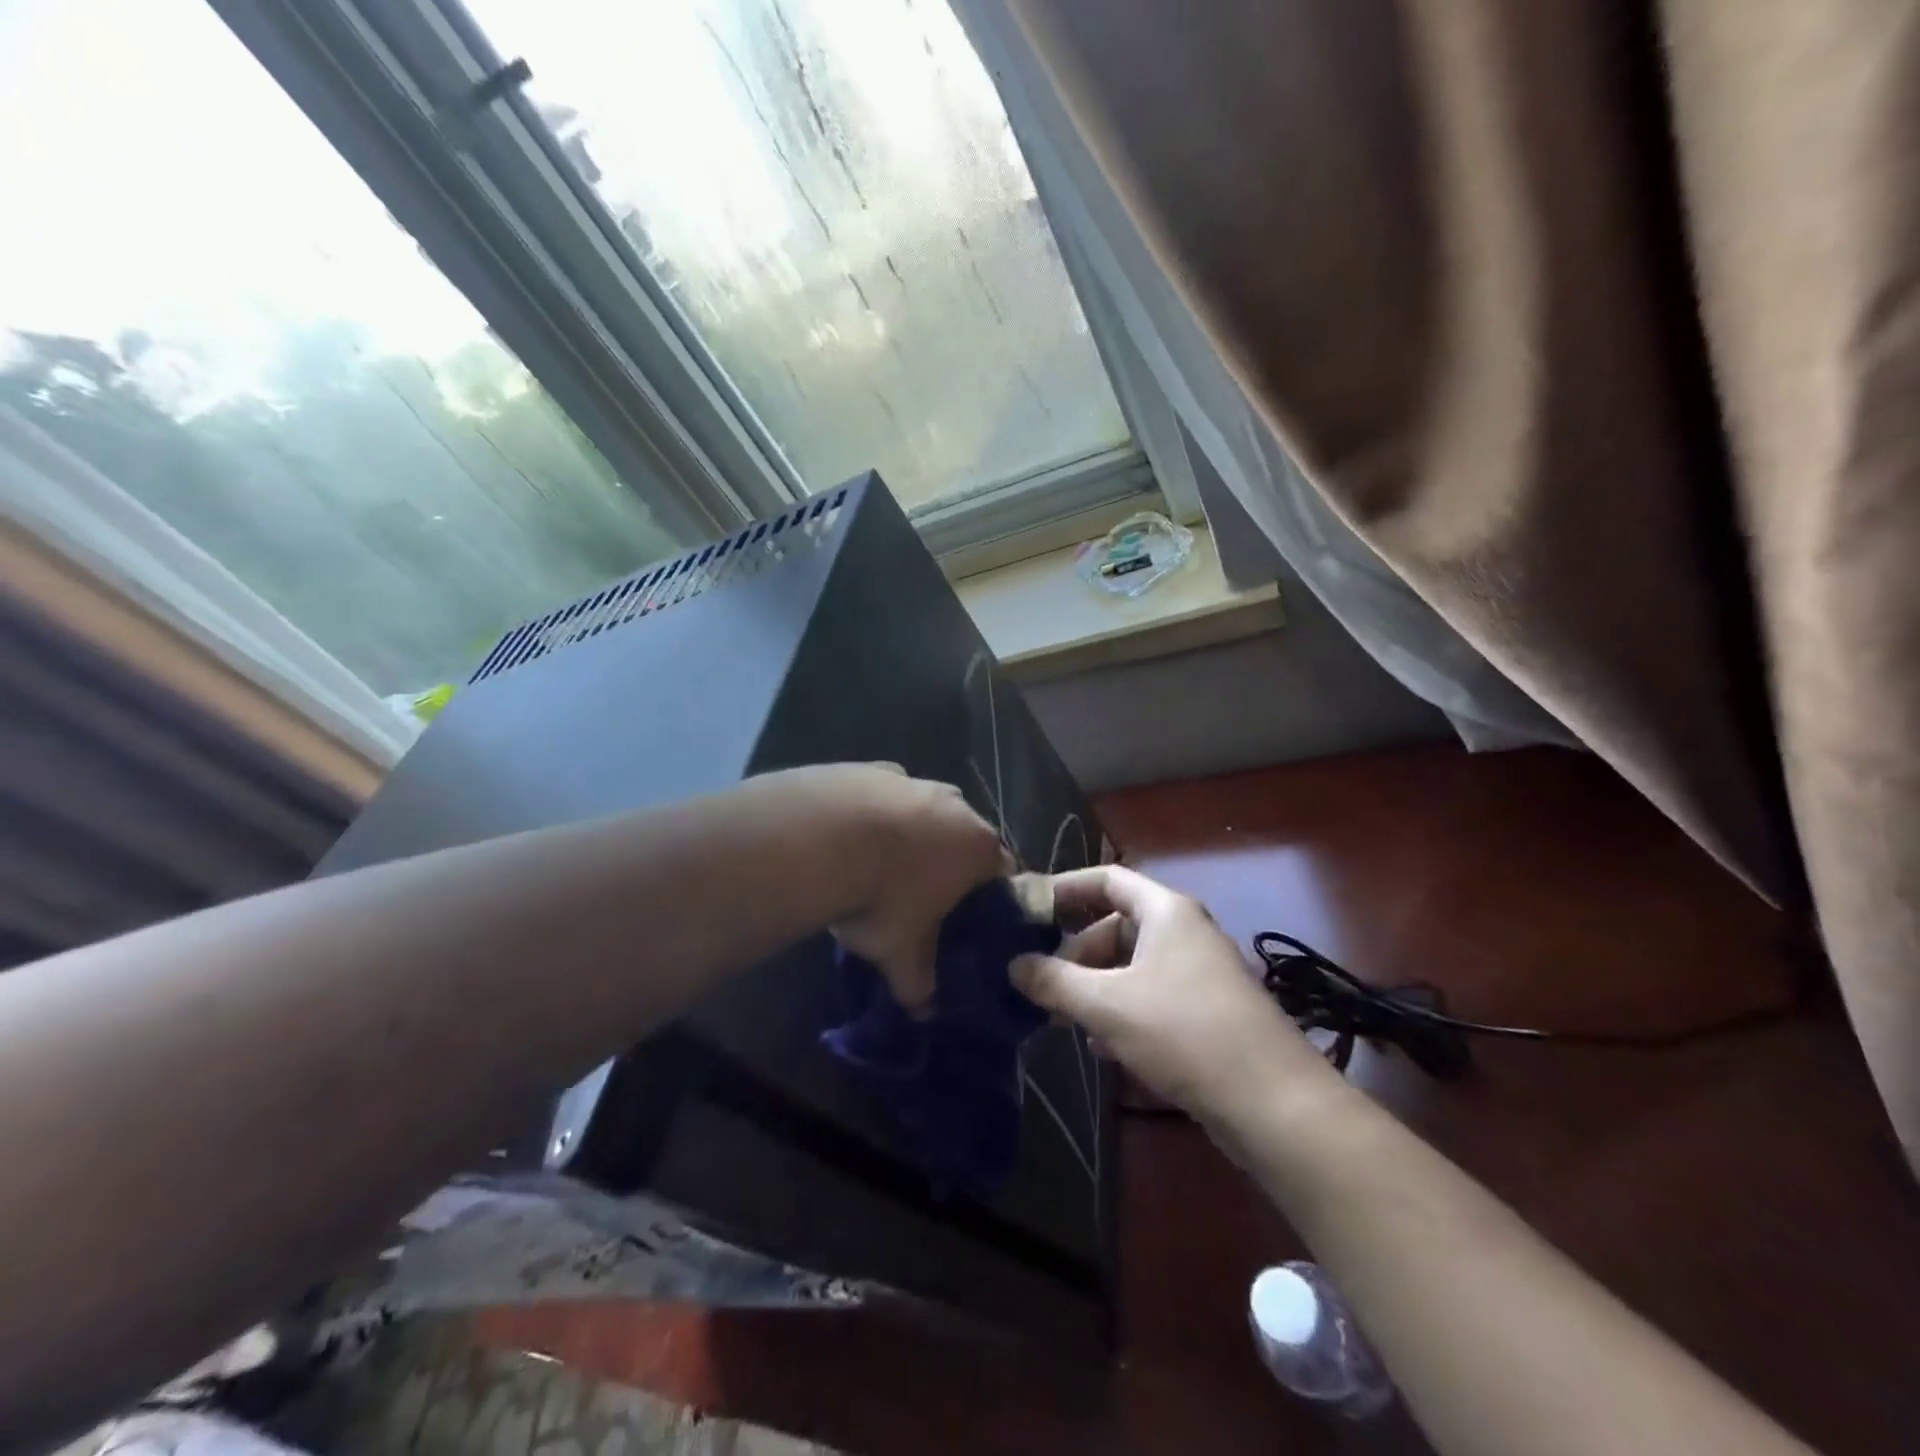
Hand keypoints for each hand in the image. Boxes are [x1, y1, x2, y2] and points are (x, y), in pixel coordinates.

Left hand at [782, 763, 1006, 1014]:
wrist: (819, 837)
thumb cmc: (881, 897)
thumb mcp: (901, 954)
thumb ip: (920, 985)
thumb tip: (925, 1012)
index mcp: (978, 847)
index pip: (1004, 873)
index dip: (988, 899)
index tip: (967, 920)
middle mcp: (956, 805)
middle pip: (965, 838)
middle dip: (948, 864)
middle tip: (919, 897)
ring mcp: (913, 781)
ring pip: (924, 812)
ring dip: (910, 835)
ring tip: (877, 867)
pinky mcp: (872, 768)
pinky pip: (884, 796)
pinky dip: (875, 814)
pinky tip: (848, 838)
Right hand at [1011, 865, 1342, 1126]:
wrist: (1273, 1102)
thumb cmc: (1183, 1032)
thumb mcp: (1106, 1005)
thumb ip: (1054, 981)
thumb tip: (1014, 965)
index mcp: (1166, 911)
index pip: (1107, 878)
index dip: (1066, 888)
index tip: (1028, 910)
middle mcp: (1185, 932)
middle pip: (1117, 925)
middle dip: (1076, 953)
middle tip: (1043, 985)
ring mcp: (1200, 972)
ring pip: (1133, 966)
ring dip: (1096, 987)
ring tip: (1065, 1020)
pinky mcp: (1208, 1011)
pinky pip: (1152, 996)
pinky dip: (1123, 1010)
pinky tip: (1105, 1048)